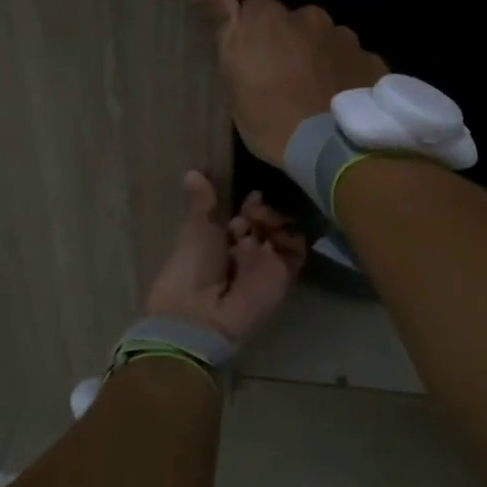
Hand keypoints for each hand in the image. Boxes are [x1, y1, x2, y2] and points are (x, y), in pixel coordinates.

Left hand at [144, 171, 306, 342]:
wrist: (199, 314)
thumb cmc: (191, 268)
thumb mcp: (196, 229)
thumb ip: (202, 202)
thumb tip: (191, 172)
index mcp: (219, 243)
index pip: (244, 217)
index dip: (250, 205)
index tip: (252, 196)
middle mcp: (244, 254)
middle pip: (265, 224)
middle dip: (264, 211)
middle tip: (255, 211)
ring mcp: (265, 265)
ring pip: (283, 234)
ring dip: (278, 221)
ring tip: (264, 221)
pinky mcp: (283, 278)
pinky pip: (296, 253)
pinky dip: (293, 239)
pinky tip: (278, 232)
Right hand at [187, 0, 386, 163]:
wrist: (330, 148)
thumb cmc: (268, 116)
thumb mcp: (231, 76)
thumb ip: (220, 23)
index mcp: (269, 18)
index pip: (254, 5)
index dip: (252, 27)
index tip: (251, 52)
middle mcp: (310, 16)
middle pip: (294, 23)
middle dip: (290, 42)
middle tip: (283, 79)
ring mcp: (345, 38)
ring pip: (326, 41)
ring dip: (319, 58)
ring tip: (315, 94)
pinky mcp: (372, 61)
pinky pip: (353, 62)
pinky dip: (345, 75)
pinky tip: (340, 101)